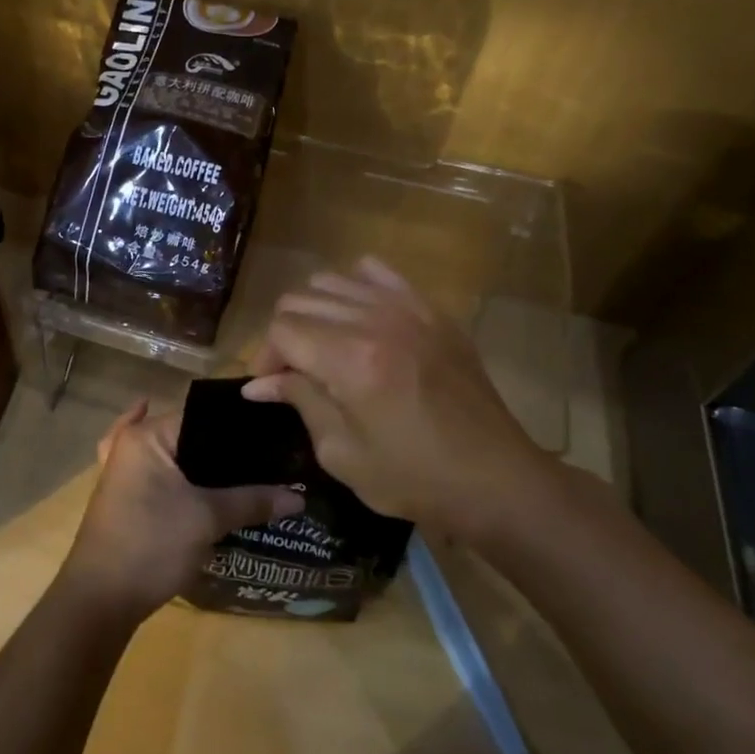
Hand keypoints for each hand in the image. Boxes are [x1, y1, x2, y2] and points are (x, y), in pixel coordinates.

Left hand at [58, 399, 303, 619]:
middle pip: (189, 437)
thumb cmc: (152, 543)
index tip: (275, 436)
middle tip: (271, 458)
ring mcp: (124, 471)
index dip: (239, 428)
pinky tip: (196, 472)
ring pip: (175, 457)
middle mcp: (132, 445)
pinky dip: (179, 474)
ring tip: (251, 470)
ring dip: (206, 466)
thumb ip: (251, 500)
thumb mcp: (206, 519)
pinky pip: (160, 476)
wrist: (102, 597)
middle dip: (226, 450)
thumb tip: (298, 496)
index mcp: (147, 436)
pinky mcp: (127, 498)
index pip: (202, 416)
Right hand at [240, 257, 548, 541]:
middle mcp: (375, 321)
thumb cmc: (414, 478)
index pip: (282, 330)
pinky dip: (354, 287)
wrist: (496, 480)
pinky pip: (377, 273)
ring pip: (332, 281)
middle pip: (301, 299)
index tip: (271, 386)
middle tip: (292, 371)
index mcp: (350, 360)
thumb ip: (299, 401)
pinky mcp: (432, 311)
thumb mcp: (342, 452)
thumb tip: (258, 384)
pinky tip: (356, 318)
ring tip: (322, 346)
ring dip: (314, 311)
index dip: (265, 356)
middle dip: (284, 334)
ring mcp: (408, 309)